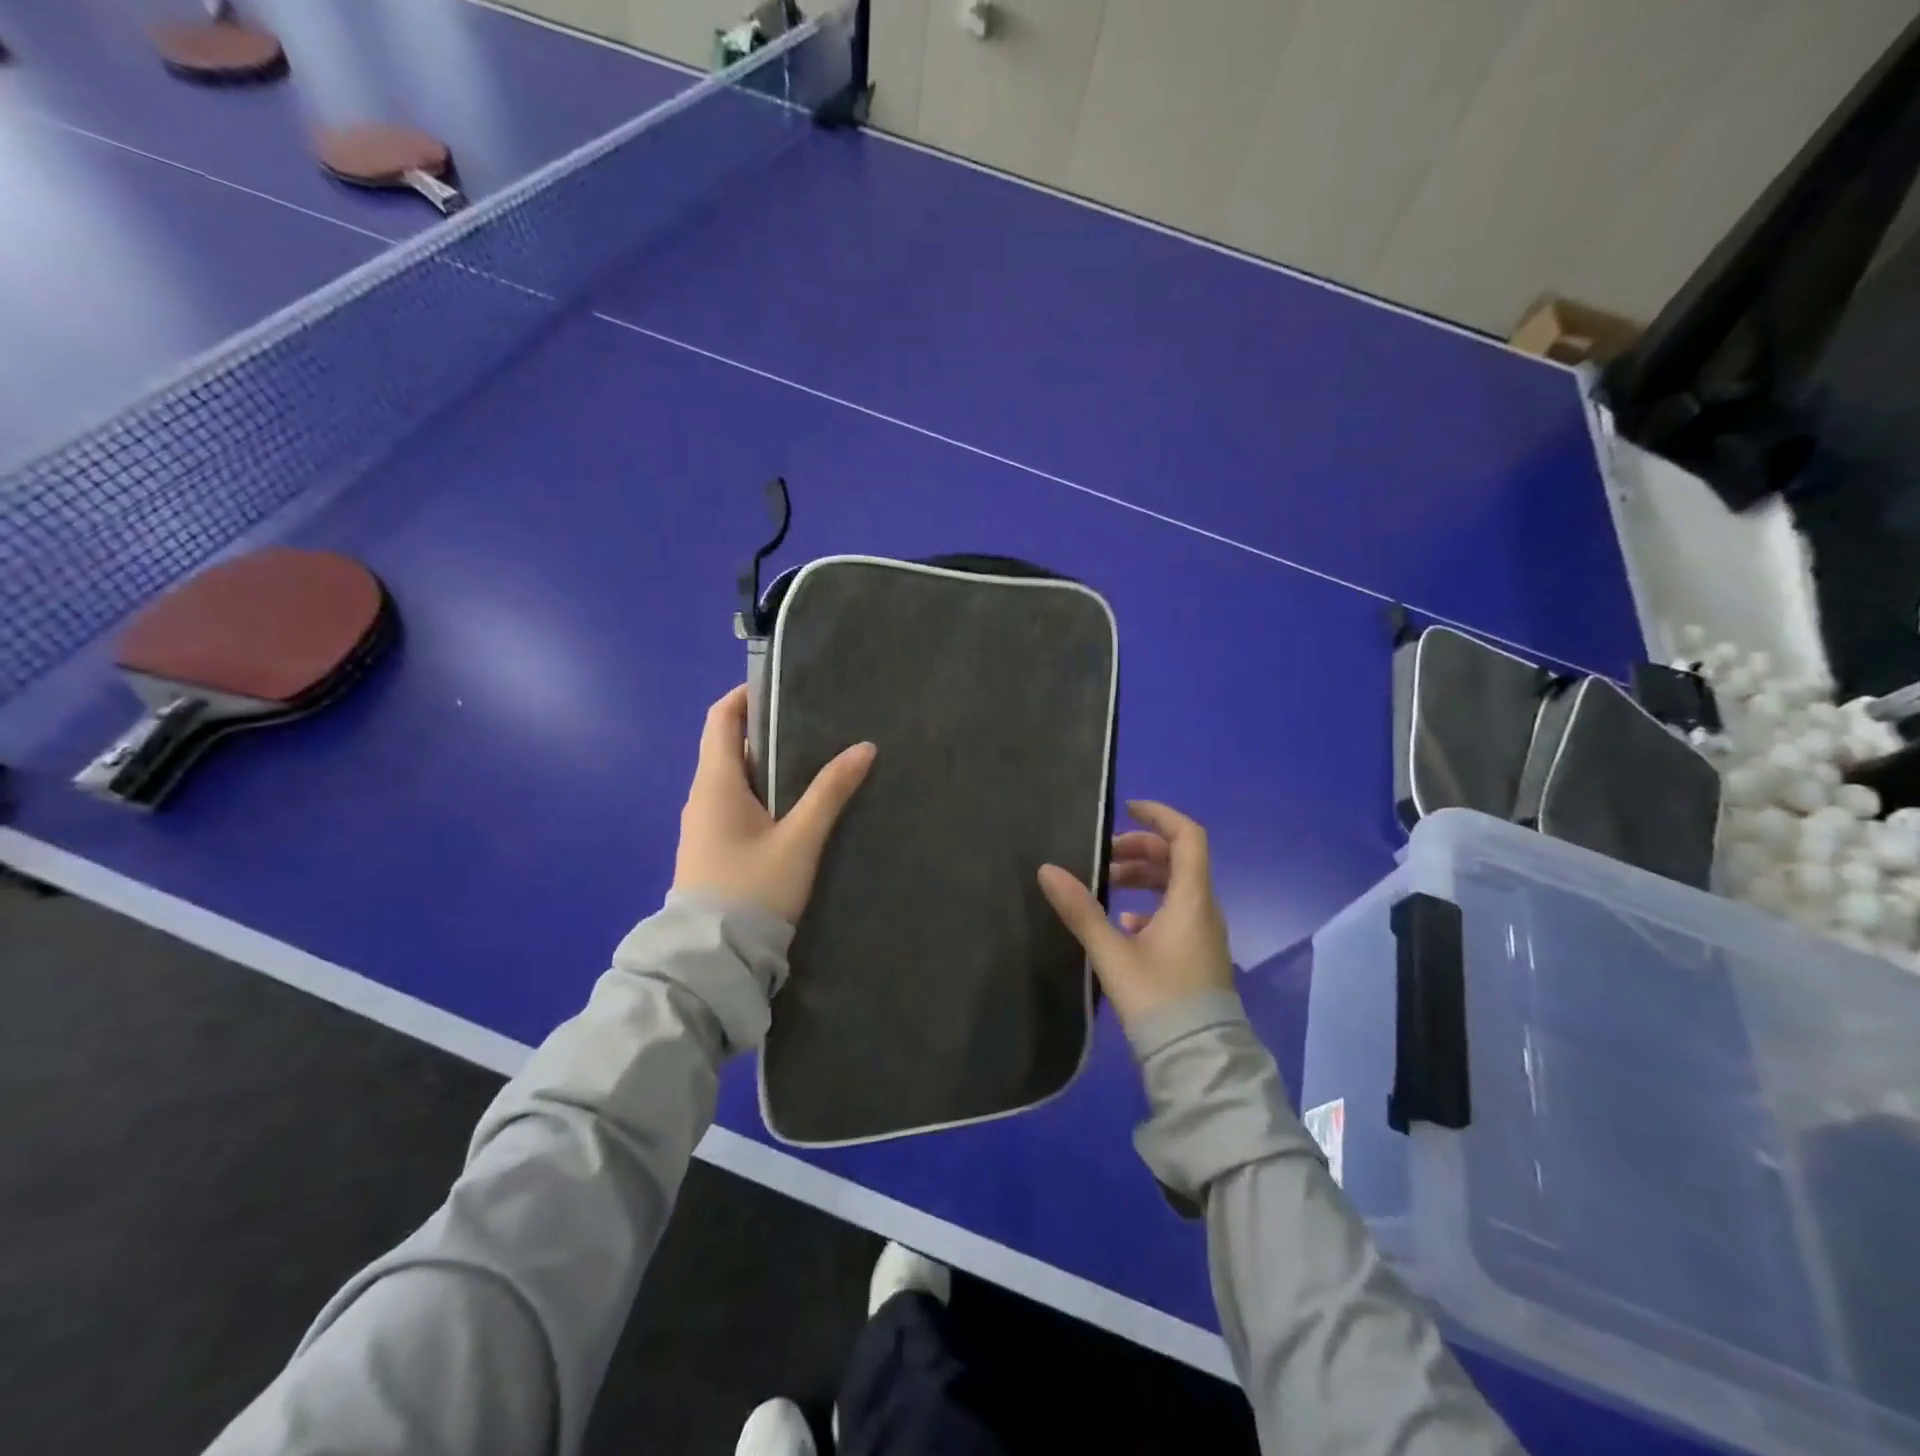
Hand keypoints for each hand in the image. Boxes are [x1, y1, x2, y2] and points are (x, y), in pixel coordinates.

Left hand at [672, 685, 875, 924]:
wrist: (712, 957)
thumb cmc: (753, 889)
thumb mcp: (799, 840)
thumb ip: (830, 792)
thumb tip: (863, 748)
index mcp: (715, 783)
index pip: (721, 719)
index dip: (745, 696)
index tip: (782, 688)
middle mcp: (702, 796)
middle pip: (729, 746)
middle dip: (767, 731)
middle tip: (814, 725)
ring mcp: (703, 825)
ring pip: (734, 779)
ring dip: (767, 765)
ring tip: (813, 761)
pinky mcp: (710, 848)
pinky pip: (735, 805)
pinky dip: (762, 793)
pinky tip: (794, 806)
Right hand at [1038, 800, 1232, 1027]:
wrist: (1198, 1062)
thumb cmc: (1158, 999)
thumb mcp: (1113, 953)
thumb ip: (1080, 910)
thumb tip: (1047, 869)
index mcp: (1191, 899)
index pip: (1187, 837)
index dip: (1159, 816)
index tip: (1126, 809)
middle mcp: (1203, 909)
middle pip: (1178, 860)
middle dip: (1141, 849)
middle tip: (1104, 856)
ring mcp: (1203, 934)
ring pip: (1176, 887)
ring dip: (1143, 877)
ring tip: (1106, 885)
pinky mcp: (1197, 956)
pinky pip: (1175, 913)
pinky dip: (1149, 906)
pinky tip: (1121, 924)